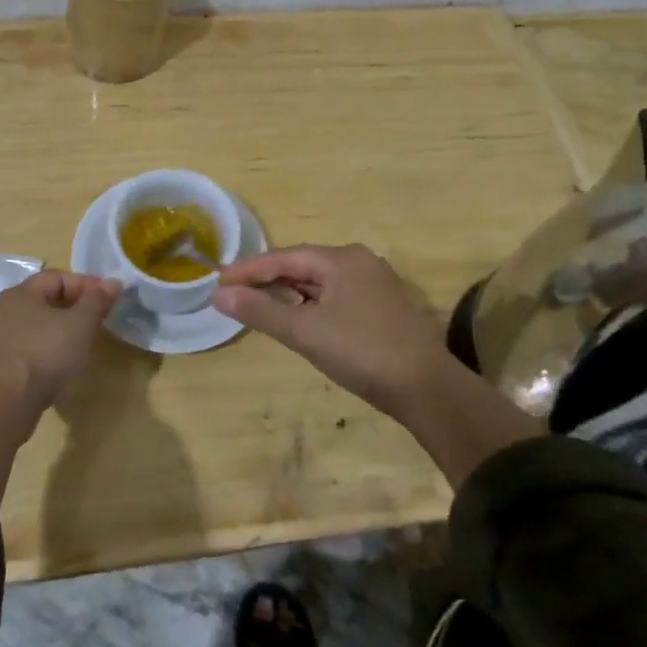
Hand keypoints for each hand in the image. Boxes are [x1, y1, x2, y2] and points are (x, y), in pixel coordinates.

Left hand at [0, 270, 120, 410]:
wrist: (3, 403)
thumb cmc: (44, 353)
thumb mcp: (81, 324)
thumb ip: (97, 301)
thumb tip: (113, 282)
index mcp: (20, 293)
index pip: (57, 277)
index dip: (86, 284)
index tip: (107, 299)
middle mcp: (1, 310)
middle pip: (43, 300)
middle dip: (72, 307)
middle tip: (95, 321)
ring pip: (32, 326)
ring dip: (56, 330)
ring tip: (77, 346)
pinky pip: (23, 349)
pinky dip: (42, 351)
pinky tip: (55, 366)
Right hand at [212, 244, 456, 417]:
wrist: (428, 389)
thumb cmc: (363, 352)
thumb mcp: (305, 331)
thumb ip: (261, 311)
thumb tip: (219, 295)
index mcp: (342, 259)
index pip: (284, 257)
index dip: (249, 270)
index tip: (218, 282)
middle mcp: (359, 263)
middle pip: (302, 266)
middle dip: (268, 281)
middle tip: (234, 296)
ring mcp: (375, 286)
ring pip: (320, 284)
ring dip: (289, 295)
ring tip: (259, 308)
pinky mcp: (382, 309)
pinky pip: (335, 298)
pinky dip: (310, 306)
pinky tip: (298, 322)